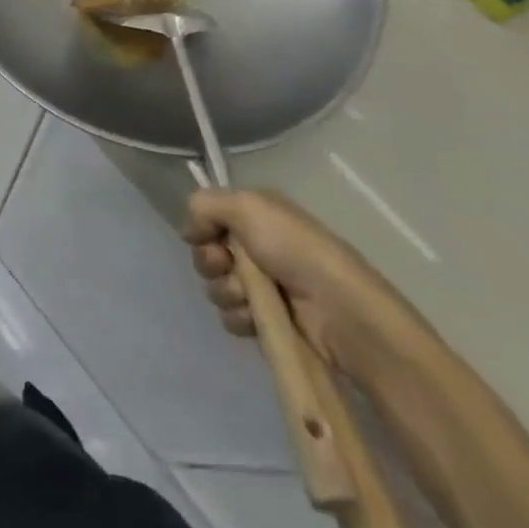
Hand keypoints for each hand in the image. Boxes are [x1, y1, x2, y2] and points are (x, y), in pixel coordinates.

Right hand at [182, 187, 408, 375]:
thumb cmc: (295, 250)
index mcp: (257, 216)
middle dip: (211, 263)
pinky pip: (231, 318)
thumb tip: (188, 231)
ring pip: (217, 287)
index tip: (209, 238)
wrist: (340, 311)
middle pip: (208, 253)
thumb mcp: (247, 206)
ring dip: (227, 293)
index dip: (203, 229)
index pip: (210, 218)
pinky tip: (258, 320)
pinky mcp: (269, 321)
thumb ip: (205, 206)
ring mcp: (264, 286)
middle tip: (228, 267)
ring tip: (250, 299)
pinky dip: (240, 318)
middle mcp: (258, 247)